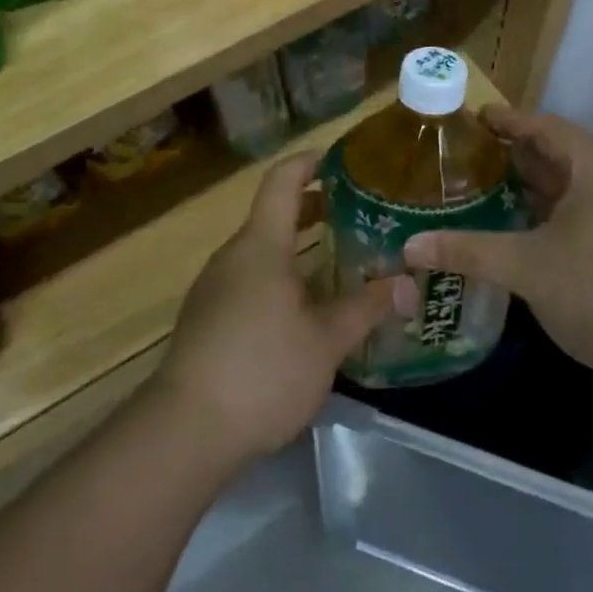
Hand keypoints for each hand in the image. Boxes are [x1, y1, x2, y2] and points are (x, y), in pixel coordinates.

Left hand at [157, 153, 396, 462]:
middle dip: (316, 208)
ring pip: (263, 251)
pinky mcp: (207, 318)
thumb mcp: (326, 341)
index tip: (344, 160)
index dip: (312, 162)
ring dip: (300, 248)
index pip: (283, 180)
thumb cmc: (263, 371)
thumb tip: (408, 284)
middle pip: (275, 215)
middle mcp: (233, 256)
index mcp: (260, 246)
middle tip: (360, 214)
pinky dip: (282, 276)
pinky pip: (250, 279)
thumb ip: (367, 307)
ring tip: (342, 261)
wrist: (184, 431)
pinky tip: (307, 308)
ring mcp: (215, 287)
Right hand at [401, 108, 592, 390]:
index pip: (545, 126)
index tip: (472, 117)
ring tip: (481, 185)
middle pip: (557, 151)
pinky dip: (547, 209)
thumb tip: (409, 246)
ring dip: (529, 183)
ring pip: (569, 183)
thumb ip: (467, 250)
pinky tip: (515, 223)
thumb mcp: (526, 267)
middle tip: (466, 154)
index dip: (507, 120)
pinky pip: (579, 208)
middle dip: (513, 152)